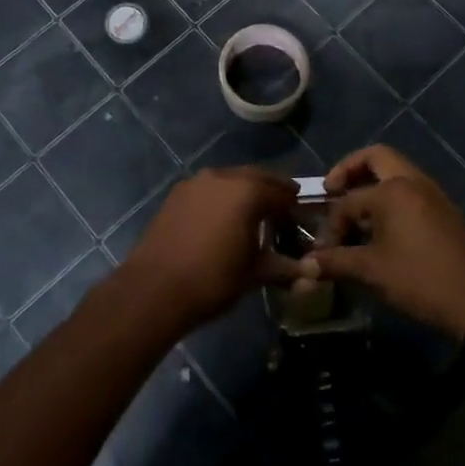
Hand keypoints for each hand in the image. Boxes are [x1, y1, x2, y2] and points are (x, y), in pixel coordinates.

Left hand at [122, 168, 301, 330]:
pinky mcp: (177, 194)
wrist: (154, 288)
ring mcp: (197, 182)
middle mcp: (223, 177)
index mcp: (248, 191)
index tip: (301, 220)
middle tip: (283, 209)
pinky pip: (209, 189)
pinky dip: (222, 197)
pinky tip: (223, 219)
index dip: (294, 207)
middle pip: (257, 177)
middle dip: (272, 190)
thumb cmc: (212, 280)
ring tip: (253, 214)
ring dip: (246, 191)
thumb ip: (284, 266)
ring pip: (231, 180)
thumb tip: (310, 271)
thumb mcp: (254, 274)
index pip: (281, 193)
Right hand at [303, 145, 464, 337]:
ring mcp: (433, 194)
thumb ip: (336, 262)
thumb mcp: (372, 271)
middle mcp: (413, 181)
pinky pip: (410, 189)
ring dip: (372, 183)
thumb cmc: (420, 280)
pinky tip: (381, 227)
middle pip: (376, 157)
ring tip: (355, 213)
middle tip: (333, 190)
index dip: (331, 224)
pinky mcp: (445, 210)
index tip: (322, 250)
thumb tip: (305, 265)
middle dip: (350, 170)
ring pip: (396, 172)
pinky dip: (391, 196)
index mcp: (392, 190)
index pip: (348, 200)